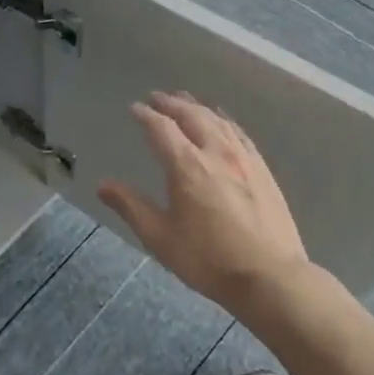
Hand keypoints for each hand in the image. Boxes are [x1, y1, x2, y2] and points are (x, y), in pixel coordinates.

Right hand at [97, 91, 312, 313]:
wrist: (271, 277)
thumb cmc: (209, 260)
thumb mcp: (161, 238)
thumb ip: (131, 206)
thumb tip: (102, 185)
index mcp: (187, 166)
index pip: (161, 128)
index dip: (146, 115)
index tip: (135, 108)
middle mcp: (215, 152)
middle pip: (191, 115)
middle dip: (172, 103)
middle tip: (158, 97)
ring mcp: (243, 159)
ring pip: (217, 120)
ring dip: (197, 107)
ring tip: (185, 101)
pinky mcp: (263, 170)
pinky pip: (239, 133)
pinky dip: (224, 120)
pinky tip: (223, 121)